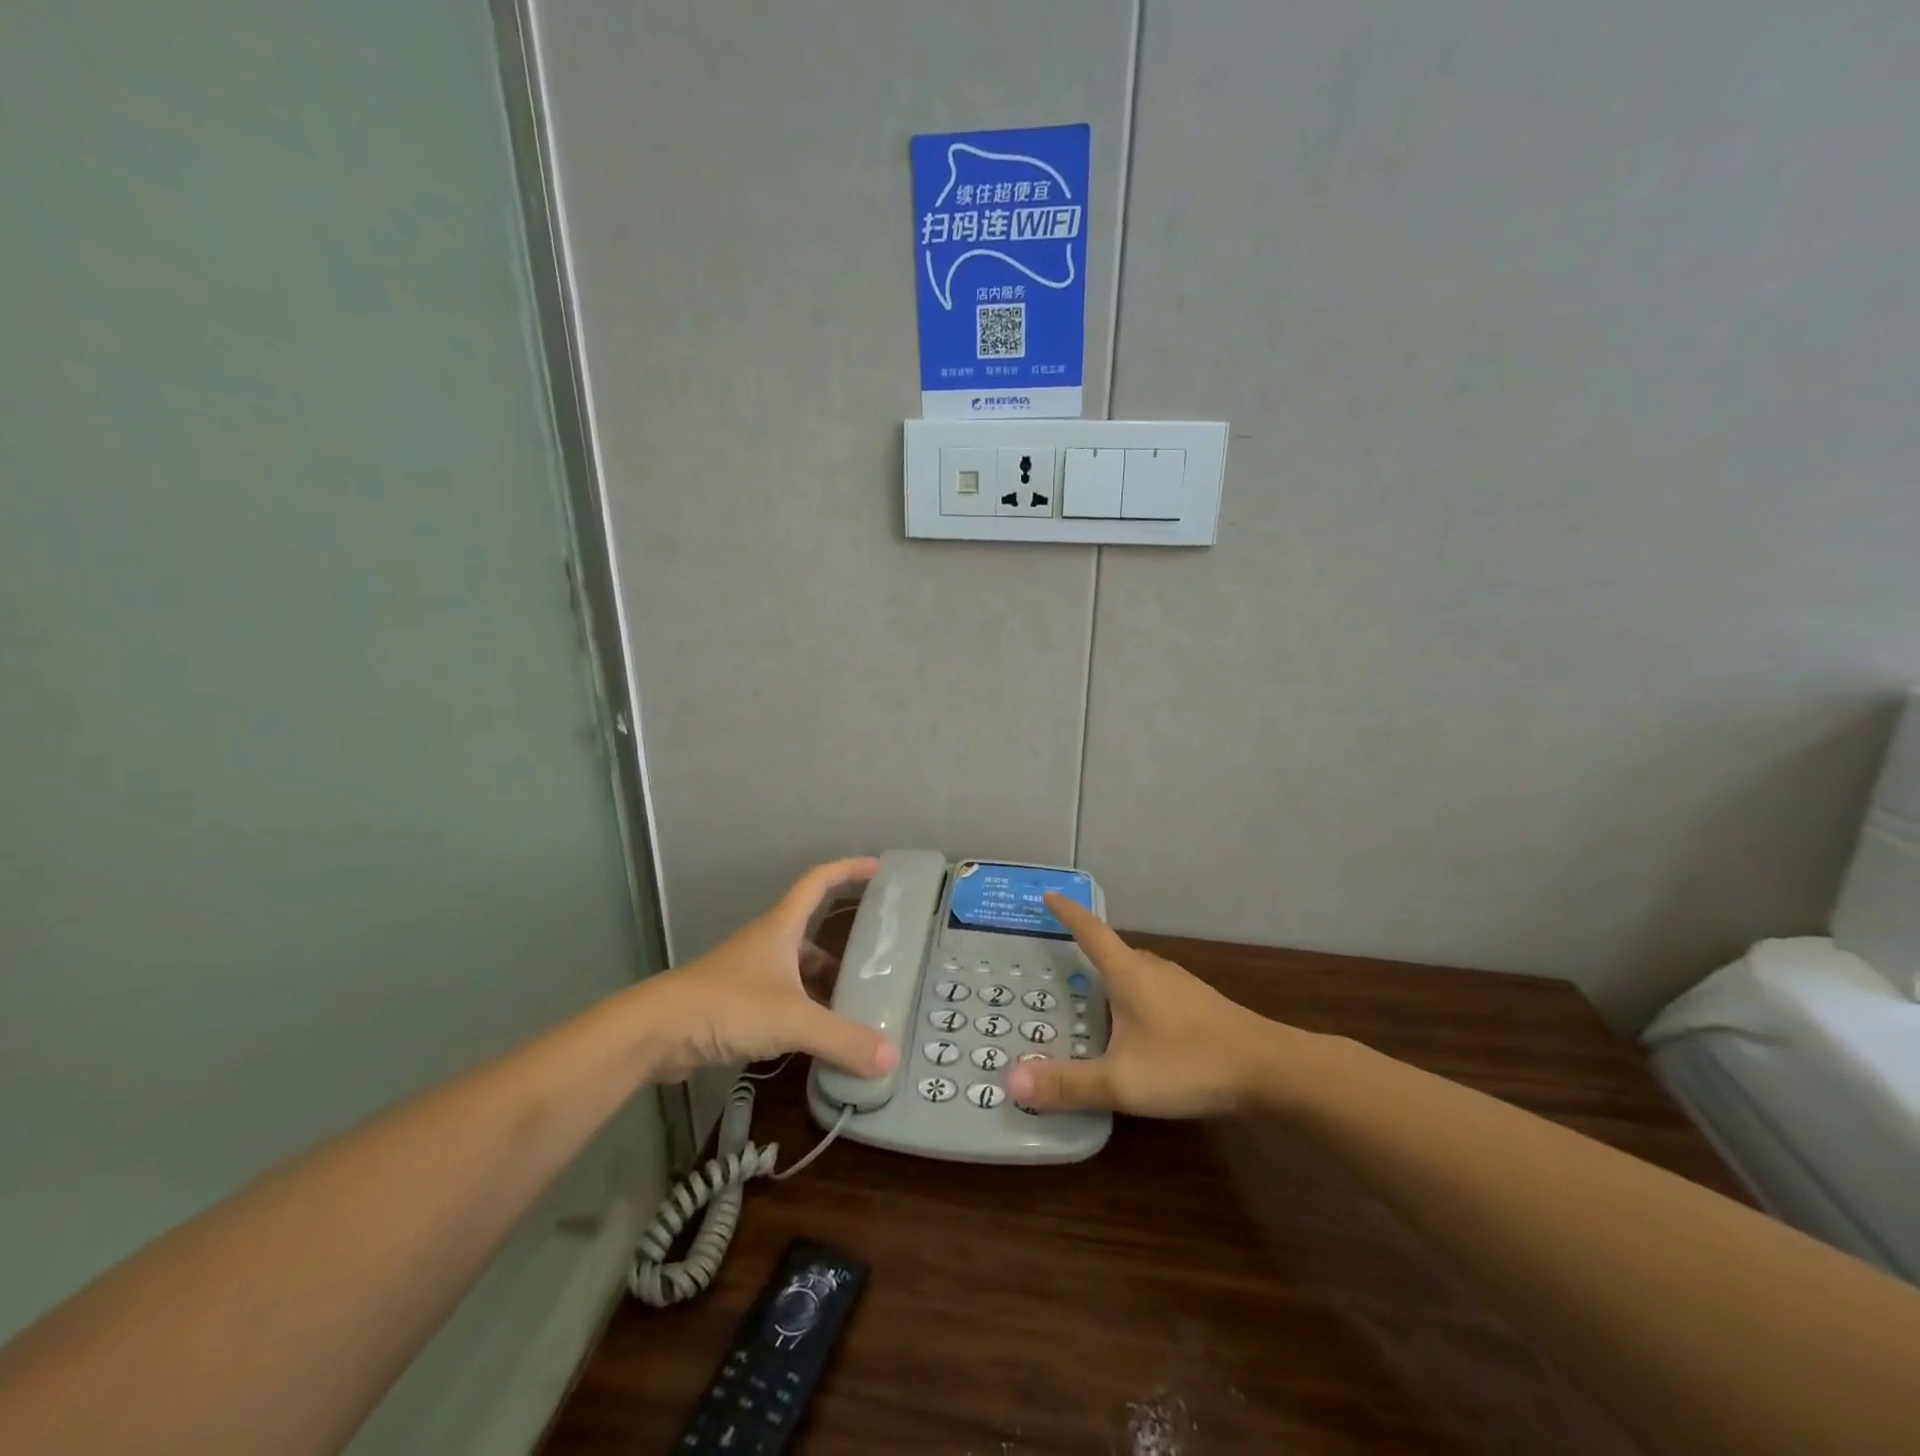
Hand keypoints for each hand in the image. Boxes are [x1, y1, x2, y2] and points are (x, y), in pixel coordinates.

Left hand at [640, 857, 900, 1082]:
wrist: (655, 1032)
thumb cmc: (727, 1005)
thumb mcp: (792, 1020)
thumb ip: (842, 1038)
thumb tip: (891, 1058)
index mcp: (781, 928)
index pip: (819, 882)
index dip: (848, 870)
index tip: (877, 868)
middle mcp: (767, 944)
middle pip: (812, 935)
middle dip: (844, 949)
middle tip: (877, 965)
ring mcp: (749, 975)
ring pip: (797, 972)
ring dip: (824, 986)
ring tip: (857, 1009)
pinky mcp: (736, 1006)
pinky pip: (782, 1001)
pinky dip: (804, 1013)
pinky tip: (819, 1039)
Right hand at [1007, 893, 1290, 1117]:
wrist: (1269, 1070)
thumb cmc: (1189, 1064)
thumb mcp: (1122, 1081)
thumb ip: (1068, 1083)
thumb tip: (1012, 1081)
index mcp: (1128, 973)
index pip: (1090, 931)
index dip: (1067, 913)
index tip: (1048, 895)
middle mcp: (1152, 969)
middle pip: (1111, 952)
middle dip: (1084, 952)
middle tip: (1056, 965)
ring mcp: (1180, 985)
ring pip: (1135, 973)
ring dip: (1110, 979)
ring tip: (1089, 998)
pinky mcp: (1199, 1005)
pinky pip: (1153, 990)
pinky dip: (1133, 999)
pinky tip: (1135, 1029)